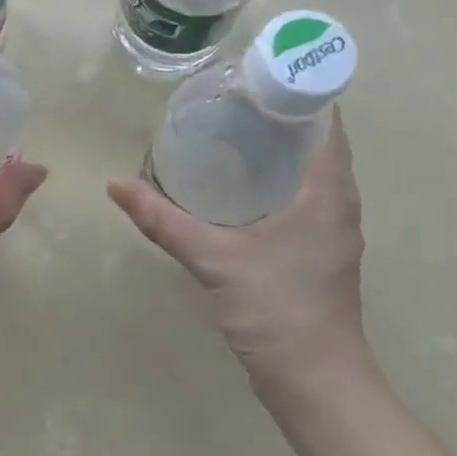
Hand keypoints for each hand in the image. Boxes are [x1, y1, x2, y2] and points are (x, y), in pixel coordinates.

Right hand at [108, 108, 368, 387]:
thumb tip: (117, 187)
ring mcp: (332, 231)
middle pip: (316, 142)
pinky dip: (275, 182)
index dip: (296, 90)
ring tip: (228, 133)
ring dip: (277, 151)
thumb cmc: (275, 309)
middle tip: (228, 100)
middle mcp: (339, 204)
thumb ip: (163, 220)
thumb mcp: (214, 259)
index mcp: (328, 191)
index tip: (253, 76)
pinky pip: (302, 199)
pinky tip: (236, 189)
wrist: (313, 379)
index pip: (325, 120)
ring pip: (309, 173)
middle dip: (278, 117)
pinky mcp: (320, 253)